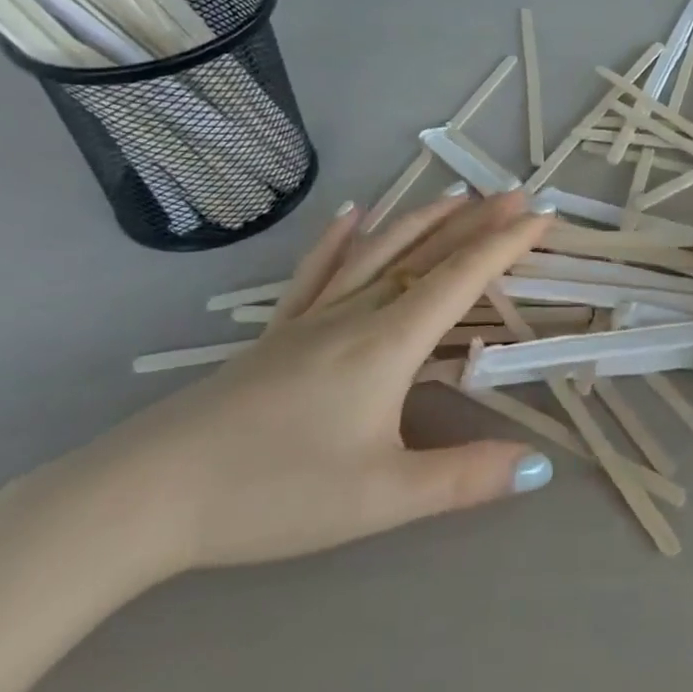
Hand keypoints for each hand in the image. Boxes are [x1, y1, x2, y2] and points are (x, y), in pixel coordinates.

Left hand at [71, 192, 554, 575]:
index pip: (462, 278)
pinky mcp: (276, 332)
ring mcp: (312, 318)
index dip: (507, 244)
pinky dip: (340, 238)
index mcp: (389, 342)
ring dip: (423, 220)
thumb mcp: (381, 497)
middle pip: (428, 253)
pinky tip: (352, 214)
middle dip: (478, 222)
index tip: (544, 217)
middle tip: (517, 194)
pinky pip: (317, 271)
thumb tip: (541, 468)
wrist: (147, 496)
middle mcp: (356, 314)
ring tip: (457, 195)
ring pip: (379, 252)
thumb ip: (464, 479)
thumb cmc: (274, 492)